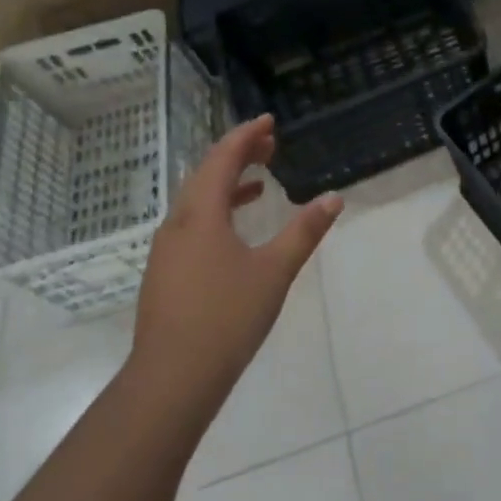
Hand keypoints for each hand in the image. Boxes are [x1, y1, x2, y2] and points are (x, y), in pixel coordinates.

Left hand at [127, 115, 342, 425]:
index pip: (221, 159)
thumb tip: (334, 197)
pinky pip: (193, 224)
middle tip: (270, 143)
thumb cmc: (227, 317)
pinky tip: (238, 229)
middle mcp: (177, 224)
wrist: (172, 378)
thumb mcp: (275, 270)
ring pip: (197, 201)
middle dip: (237, 154)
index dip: (246, 136)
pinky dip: (218, 211)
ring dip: (227, 183)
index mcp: (201, 215)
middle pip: (205, 175)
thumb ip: (304, 231)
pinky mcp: (166, 273)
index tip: (269, 121)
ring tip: (260, 179)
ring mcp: (167, 251)